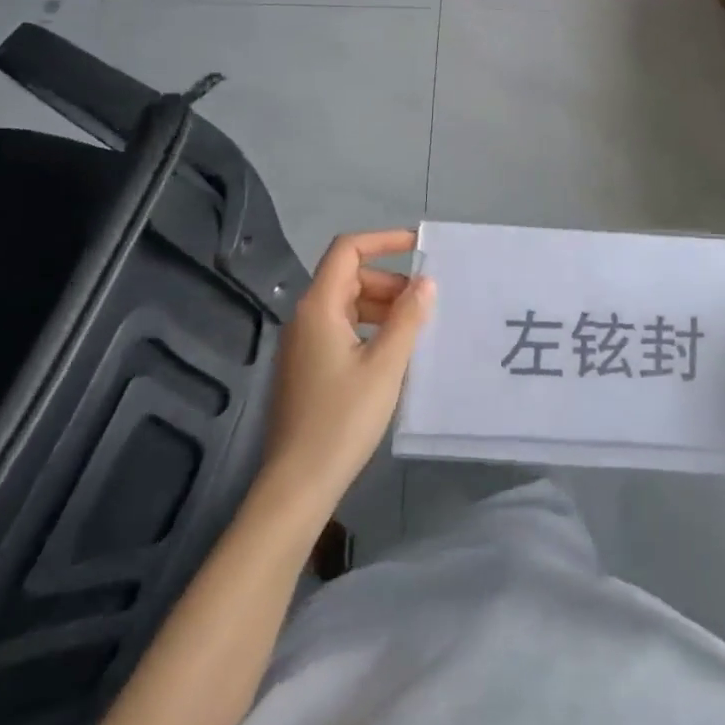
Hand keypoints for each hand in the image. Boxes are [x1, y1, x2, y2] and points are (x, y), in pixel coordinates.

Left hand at [260, 229, 432, 516]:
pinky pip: (341, 329)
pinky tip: (392, 353)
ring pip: (346, 305)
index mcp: (319, 308)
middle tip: (424, 302)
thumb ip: (408, 318)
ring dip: (381, 305)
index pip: (347, 250)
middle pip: (348, 277)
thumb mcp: (386, 365)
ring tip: (415, 327)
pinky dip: (369, 328)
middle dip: (388, 280)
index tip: (419, 246)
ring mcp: (302, 345)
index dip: (383, 240)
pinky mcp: (306, 369)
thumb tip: (426, 281)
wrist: (297, 484)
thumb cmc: (343, 418)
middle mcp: (305, 318)